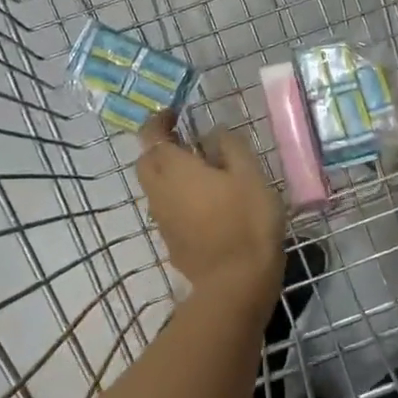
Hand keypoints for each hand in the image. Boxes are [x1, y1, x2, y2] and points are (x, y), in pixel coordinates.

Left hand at [137, 112, 285, 298]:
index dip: (159, 120)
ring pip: (155, 187)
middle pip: (147, 161)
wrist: (236, 283)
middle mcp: (158, 191)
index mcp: (174, 168)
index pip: (150, 134)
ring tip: (203, 173)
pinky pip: (167, 210)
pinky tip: (206, 206)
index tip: (177, 114)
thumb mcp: (250, 174)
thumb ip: (230, 146)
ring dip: (169, 175)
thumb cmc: (246, 221)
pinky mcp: (171, 242)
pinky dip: (178, 199)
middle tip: (189, 142)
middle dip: (160, 147)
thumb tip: (214, 132)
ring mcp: (162, 219)